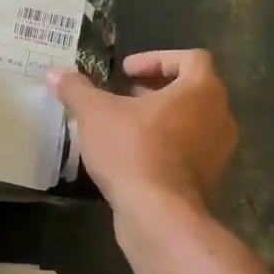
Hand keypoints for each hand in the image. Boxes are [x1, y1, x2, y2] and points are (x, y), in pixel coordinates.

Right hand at [46, 50, 236, 211]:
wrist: (158, 215)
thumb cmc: (132, 151)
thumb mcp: (95, 113)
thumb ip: (76, 89)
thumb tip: (54, 73)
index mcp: (202, 90)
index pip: (190, 58)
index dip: (156, 58)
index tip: (126, 71)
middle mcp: (219, 115)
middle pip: (191, 89)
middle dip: (154, 88)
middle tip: (121, 95)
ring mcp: (218, 150)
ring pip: (189, 120)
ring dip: (159, 117)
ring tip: (123, 125)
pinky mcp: (208, 178)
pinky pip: (187, 149)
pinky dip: (164, 144)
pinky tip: (131, 155)